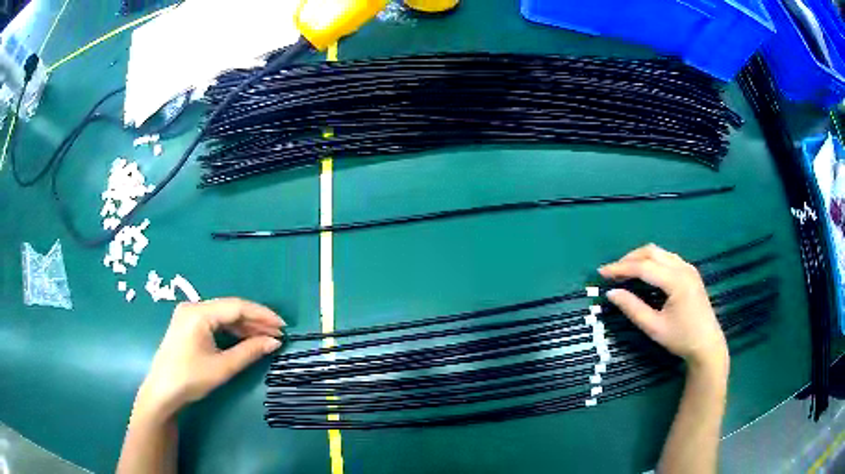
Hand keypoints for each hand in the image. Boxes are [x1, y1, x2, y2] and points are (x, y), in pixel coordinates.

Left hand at [133, 298, 284, 421]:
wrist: (162, 391)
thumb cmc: (190, 379)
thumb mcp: (222, 367)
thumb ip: (249, 351)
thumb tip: (274, 342)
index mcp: (199, 313)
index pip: (236, 307)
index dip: (262, 315)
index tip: (282, 326)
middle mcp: (193, 307)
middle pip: (230, 309)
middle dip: (255, 321)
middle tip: (277, 334)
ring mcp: (189, 314)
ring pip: (223, 315)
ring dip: (244, 326)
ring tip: (266, 337)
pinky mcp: (188, 324)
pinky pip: (214, 322)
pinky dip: (231, 330)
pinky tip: (245, 339)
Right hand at [598, 244, 727, 372]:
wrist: (707, 344)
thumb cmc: (681, 338)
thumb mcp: (654, 328)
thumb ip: (632, 308)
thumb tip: (612, 293)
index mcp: (676, 281)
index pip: (643, 267)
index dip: (620, 268)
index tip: (601, 273)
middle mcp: (683, 268)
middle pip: (651, 252)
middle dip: (629, 259)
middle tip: (612, 272)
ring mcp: (688, 268)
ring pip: (660, 252)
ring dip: (640, 258)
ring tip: (625, 271)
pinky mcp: (690, 272)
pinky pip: (667, 258)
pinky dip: (652, 261)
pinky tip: (644, 273)